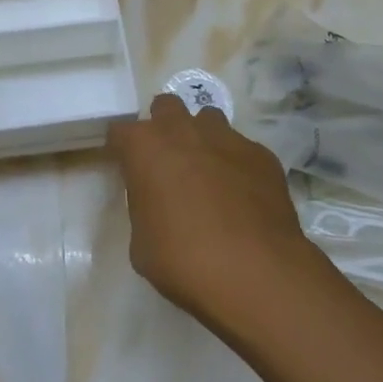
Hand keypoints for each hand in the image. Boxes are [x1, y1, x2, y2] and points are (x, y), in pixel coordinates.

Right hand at [108, 94, 314, 325]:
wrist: (255, 274)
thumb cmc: (183, 260)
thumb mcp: (141, 243)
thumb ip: (145, 209)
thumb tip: (157, 206)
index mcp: (145, 147)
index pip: (120, 132)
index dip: (122, 150)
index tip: (126, 169)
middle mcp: (184, 131)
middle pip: (167, 107)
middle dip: (164, 127)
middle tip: (168, 161)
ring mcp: (227, 139)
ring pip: (208, 119)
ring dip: (202, 138)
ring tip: (207, 173)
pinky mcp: (262, 155)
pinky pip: (243, 150)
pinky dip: (237, 165)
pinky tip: (243, 197)